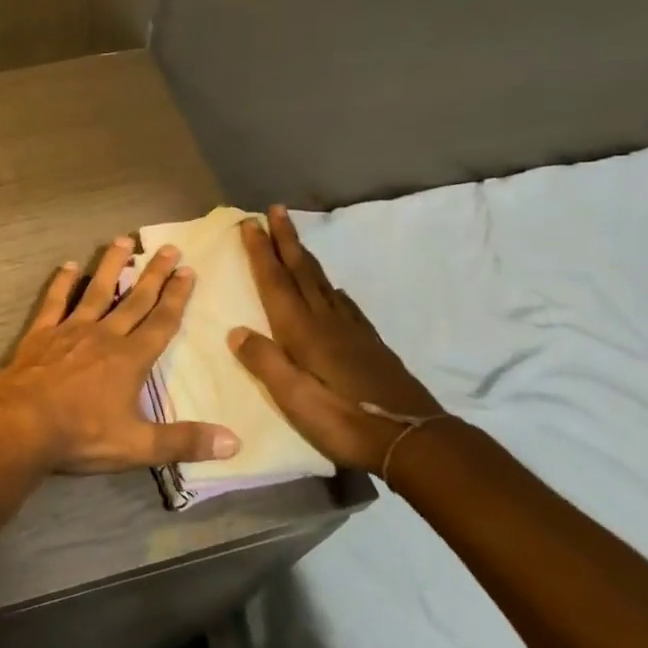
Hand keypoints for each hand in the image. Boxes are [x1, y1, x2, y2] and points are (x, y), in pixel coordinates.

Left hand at [0, 237, 239, 475]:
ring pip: (96, 291)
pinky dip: (62, 283)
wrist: (21, 426)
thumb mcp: (137, 446)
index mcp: (130, 359)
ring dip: (111, 266)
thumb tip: (234, 443)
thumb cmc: (80, 435)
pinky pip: (54, 302)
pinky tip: (69, 265)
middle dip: (154, 274)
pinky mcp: (41, 334)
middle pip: (135, 299)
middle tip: (169, 247)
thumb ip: (184, 441)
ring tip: (123, 240)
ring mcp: (70, 331)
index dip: (177, 297)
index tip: (188, 271)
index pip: (161, 322)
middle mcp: (104, 336)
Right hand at [227, 206, 443, 473]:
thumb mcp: (295, 399)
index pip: (275, 282)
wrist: (413, 439)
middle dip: (285, 239)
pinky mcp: (368, 343)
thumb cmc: (346, 420)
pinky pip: (341, 300)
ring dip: (303, 256)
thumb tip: (235, 331)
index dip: (261, 252)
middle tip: (275, 209)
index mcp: (303, 331)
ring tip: (293, 239)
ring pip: (321, 281)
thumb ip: (265, 362)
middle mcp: (326, 321)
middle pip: (301, 271)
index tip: (250, 223)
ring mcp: (351, 330)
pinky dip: (328, 285)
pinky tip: (330, 289)